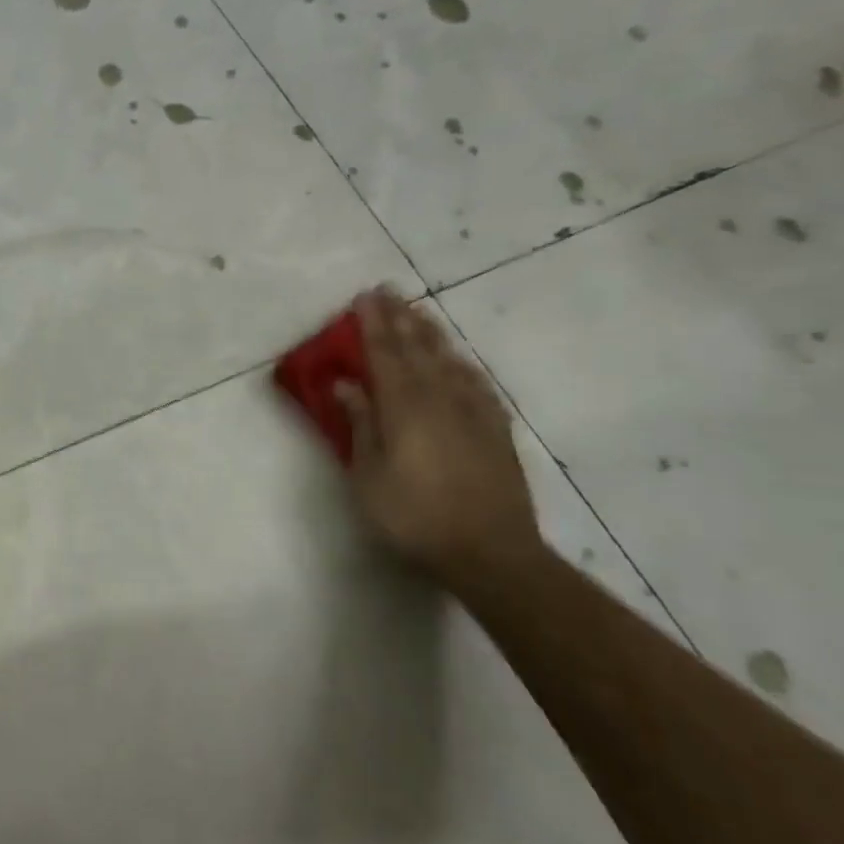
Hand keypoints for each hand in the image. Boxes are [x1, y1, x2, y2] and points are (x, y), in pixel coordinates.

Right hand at [336, 289, 542, 587]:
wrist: (490, 552)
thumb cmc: (413, 517)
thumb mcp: (369, 476)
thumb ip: (361, 425)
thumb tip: (347, 385)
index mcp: (405, 409)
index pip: (385, 355)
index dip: (373, 325)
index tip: (364, 296)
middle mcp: (441, 400)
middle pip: (419, 350)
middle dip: (401, 318)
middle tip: (389, 291)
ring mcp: (474, 414)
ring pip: (450, 362)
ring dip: (432, 334)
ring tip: (419, 313)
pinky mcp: (496, 431)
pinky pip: (478, 384)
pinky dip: (464, 365)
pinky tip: (460, 360)